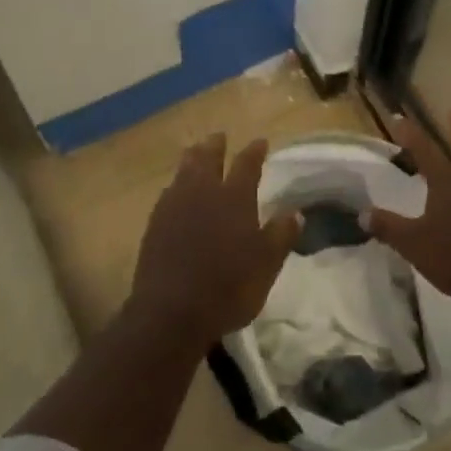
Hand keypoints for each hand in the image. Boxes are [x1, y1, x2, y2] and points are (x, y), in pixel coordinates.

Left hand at [129, 134, 300, 345]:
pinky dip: (176, 186)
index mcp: (234, 197)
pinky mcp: (155, 224)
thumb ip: (281, 235)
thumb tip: (295, 212)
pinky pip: (168, 193)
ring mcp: (174, 206)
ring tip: (195, 154)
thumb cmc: (228, 287)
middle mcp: (203, 192)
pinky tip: (176, 192)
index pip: (246, 164)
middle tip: (219, 137)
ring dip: (192, 159)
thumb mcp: (267, 265)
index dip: (254, 151)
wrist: (170, 313)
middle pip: (207, 157)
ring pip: (183, 171)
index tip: (260, 142)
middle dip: (215, 145)